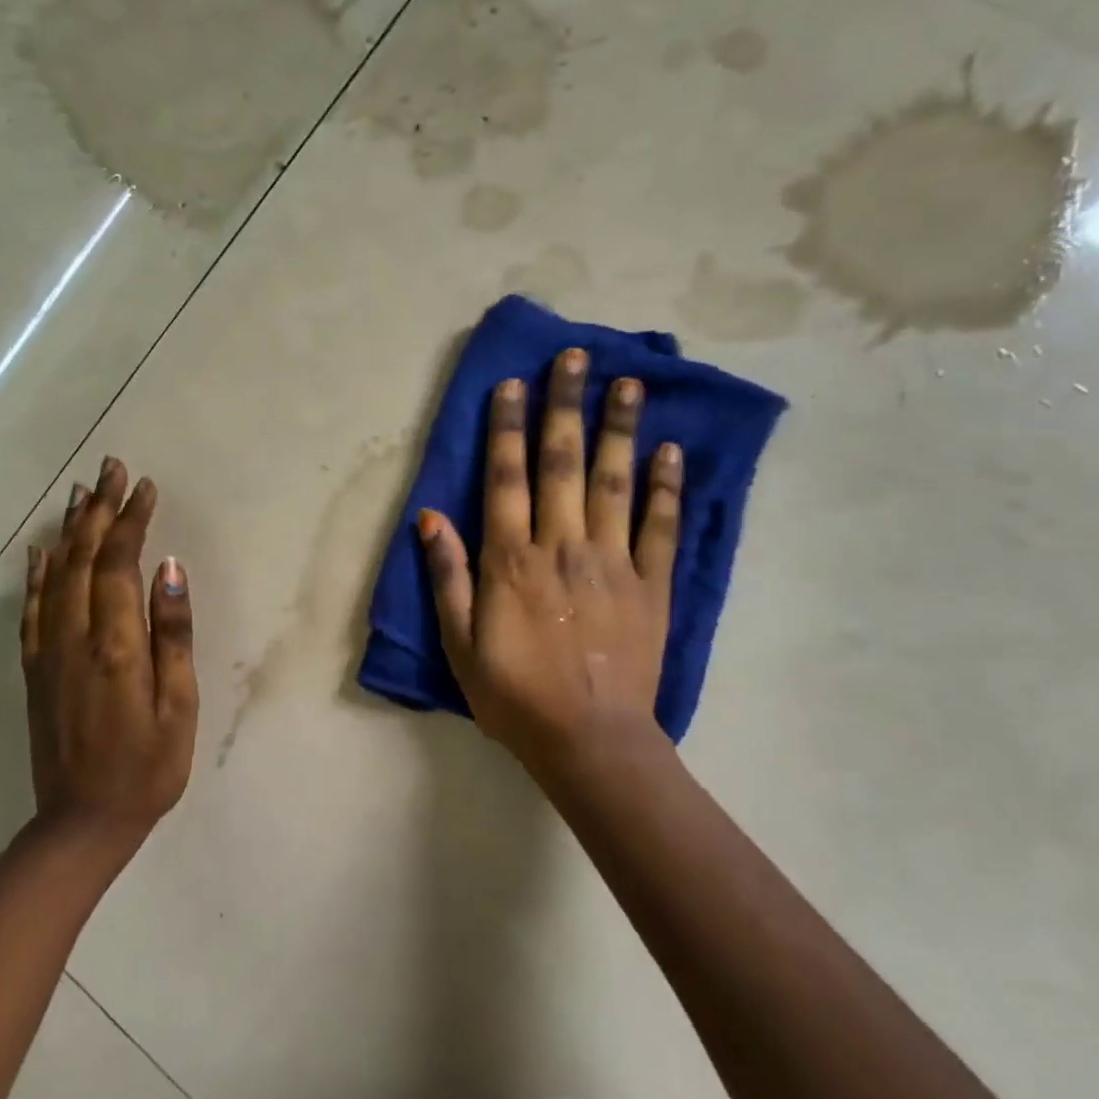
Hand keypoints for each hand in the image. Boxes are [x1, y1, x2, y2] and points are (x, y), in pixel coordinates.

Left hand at [21, 457, 197, 850]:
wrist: (83, 821)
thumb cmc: (149, 766)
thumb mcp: (179, 704)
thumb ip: (173, 632)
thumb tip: (170, 568)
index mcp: (116, 643)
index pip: (121, 562)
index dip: (131, 520)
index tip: (144, 486)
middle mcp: (75, 636)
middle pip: (85, 557)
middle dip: (99, 509)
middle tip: (110, 468)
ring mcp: (48, 651)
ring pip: (57, 574)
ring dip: (70, 530)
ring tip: (80, 492)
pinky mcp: (35, 669)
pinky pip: (33, 608)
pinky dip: (38, 573)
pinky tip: (41, 550)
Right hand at [418, 348, 682, 776]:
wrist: (589, 741)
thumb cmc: (514, 695)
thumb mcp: (459, 644)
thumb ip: (447, 576)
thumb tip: (429, 517)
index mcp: (511, 561)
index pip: (506, 478)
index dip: (507, 427)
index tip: (513, 384)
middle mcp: (562, 546)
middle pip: (563, 463)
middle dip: (565, 406)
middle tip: (575, 357)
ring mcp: (612, 562)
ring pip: (615, 481)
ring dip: (620, 428)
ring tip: (628, 382)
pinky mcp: (652, 584)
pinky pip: (660, 525)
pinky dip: (665, 486)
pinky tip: (669, 450)